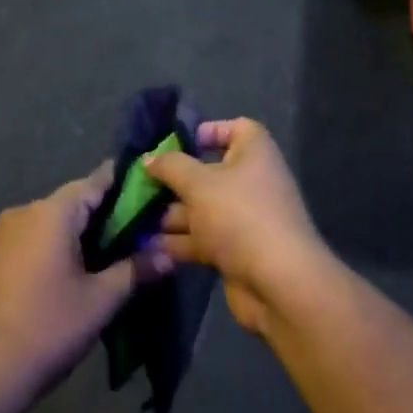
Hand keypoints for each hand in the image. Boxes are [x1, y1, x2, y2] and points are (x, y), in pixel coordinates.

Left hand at [0, 164, 169, 399]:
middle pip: (71, 202)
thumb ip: (134, 270)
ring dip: (76, 233)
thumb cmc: (49, 327)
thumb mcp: (101, 300)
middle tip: (135, 233)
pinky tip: (70, 273)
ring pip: (50, 222)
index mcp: (51, 213)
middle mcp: (23, 212)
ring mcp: (1, 234)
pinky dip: (53, 247)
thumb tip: (168, 255)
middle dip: (102, 215)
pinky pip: (30, 239)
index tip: (147, 189)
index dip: (122, 184)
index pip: (94, 183)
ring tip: (107, 256)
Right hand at [143, 119, 330, 335]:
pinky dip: (179, 241)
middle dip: (174, 180)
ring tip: (135, 218)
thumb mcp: (198, 183)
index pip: (236, 128)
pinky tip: (149, 246)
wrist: (278, 284)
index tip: (176, 143)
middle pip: (208, 172)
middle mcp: (252, 181)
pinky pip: (203, 238)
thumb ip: (170, 166)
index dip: (208, 130)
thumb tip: (149, 158)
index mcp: (254, 154)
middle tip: (140, 185)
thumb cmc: (240, 216)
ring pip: (202, 209)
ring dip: (171, 214)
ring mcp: (245, 219)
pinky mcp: (236, 251)